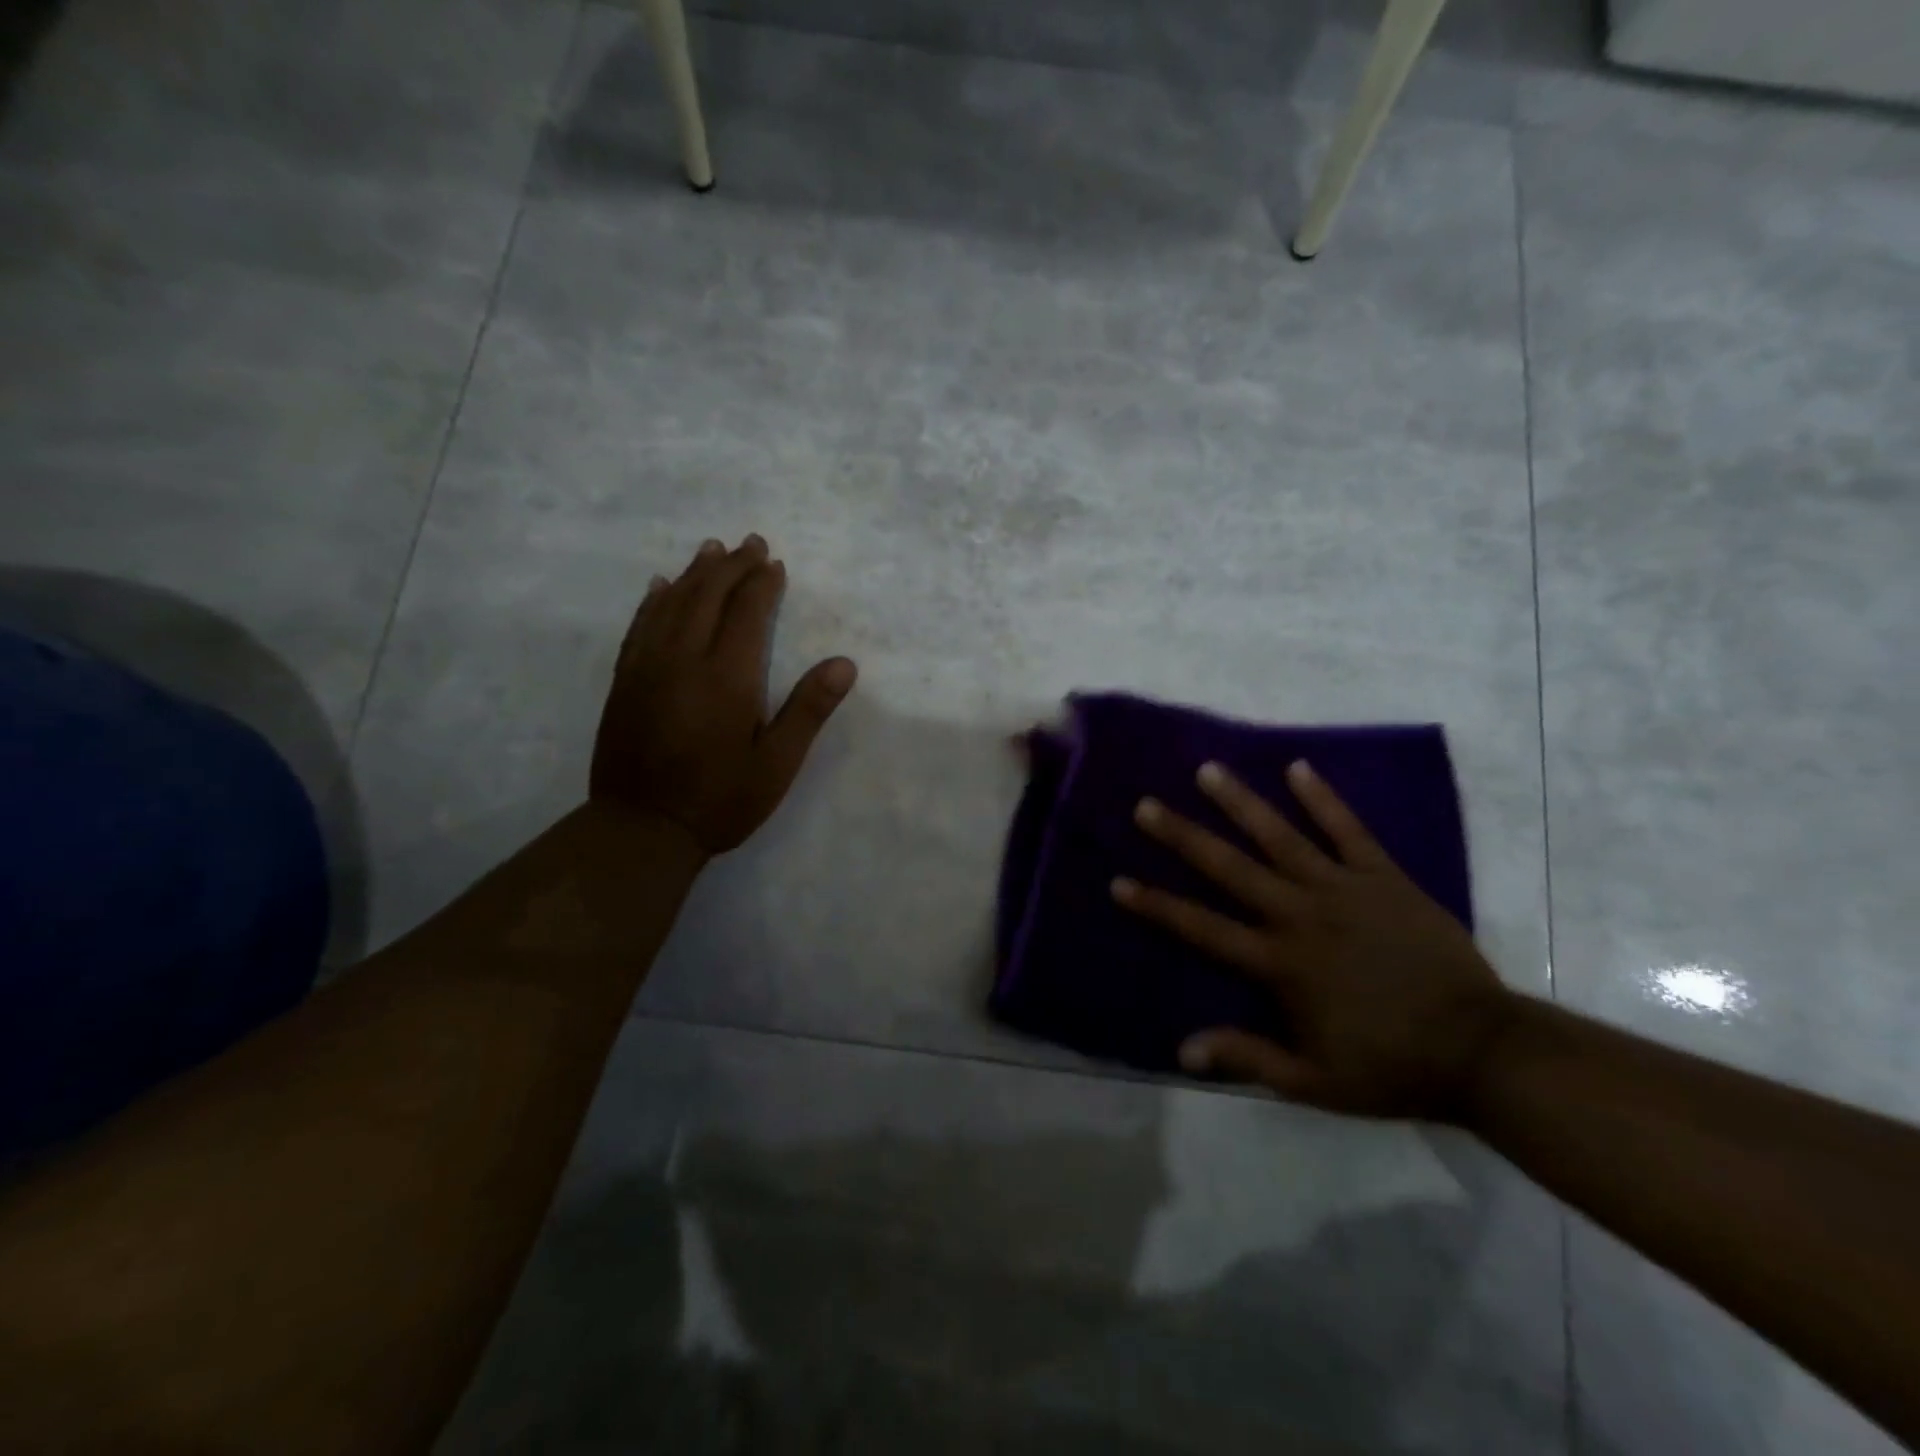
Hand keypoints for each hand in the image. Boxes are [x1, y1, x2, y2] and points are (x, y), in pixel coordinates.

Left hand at [590, 534, 855, 855]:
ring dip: (694, 573)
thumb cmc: (720, 800)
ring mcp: (648, 667)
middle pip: (708, 597)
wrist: (642, 828)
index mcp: (727, 676)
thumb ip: (808, 709)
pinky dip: (653, 601)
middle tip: (749, 543)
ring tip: (710, 549)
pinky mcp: (625, 681)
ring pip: (672, 604)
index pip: (747, 613)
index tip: (774, 562)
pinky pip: (640, 626)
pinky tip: (659, 586)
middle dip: (731, 566)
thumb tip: (845, 663)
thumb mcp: (778, 763)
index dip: (762, 584)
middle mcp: (684, 659)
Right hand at [1114, 760, 1513, 1122]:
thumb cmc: (1390, 1066)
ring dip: (1241, 803)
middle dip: (1184, 836)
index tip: (1119, 881)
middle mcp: (1301, 915)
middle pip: (1230, 869)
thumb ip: (1247, 1058)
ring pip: (1281, 838)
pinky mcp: (1384, 878)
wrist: (1481, 1050)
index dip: (1157, 905)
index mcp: (1280, 963)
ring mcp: (1343, 890)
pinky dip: (1323, 799)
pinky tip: (1298, 767)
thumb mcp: (1313, 1081)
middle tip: (1147, 805)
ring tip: (1208, 771)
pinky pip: (1349, 831)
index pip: (1203, 928)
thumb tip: (1182, 1049)